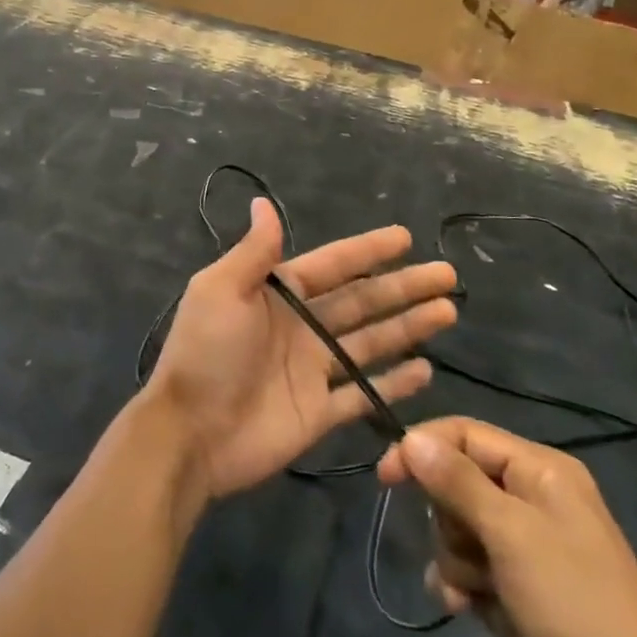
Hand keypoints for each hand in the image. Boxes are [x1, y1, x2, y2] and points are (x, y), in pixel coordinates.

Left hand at [143, 199, 456, 497]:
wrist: (189, 434)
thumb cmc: (206, 354)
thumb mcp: (220, 290)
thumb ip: (253, 252)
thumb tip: (264, 202)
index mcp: (277, 294)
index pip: (333, 265)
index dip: (368, 250)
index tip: (405, 237)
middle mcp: (300, 327)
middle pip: (361, 300)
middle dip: (403, 286)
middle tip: (446, 274)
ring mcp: (312, 370)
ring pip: (370, 341)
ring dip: (408, 326)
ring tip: (447, 311)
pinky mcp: (319, 413)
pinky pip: (363, 393)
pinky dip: (394, 383)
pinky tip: (426, 369)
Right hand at [379, 420, 636, 636]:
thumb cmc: (576, 605)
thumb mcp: (513, 533)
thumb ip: (457, 481)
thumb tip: (409, 435)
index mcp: (539, 471)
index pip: (465, 434)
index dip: (422, 447)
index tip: (385, 477)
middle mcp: (529, 501)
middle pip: (456, 480)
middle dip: (447, 515)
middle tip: (466, 546)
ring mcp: (522, 550)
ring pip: (456, 526)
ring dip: (452, 556)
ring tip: (472, 588)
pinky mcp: (513, 592)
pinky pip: (464, 567)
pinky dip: (456, 583)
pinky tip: (461, 606)